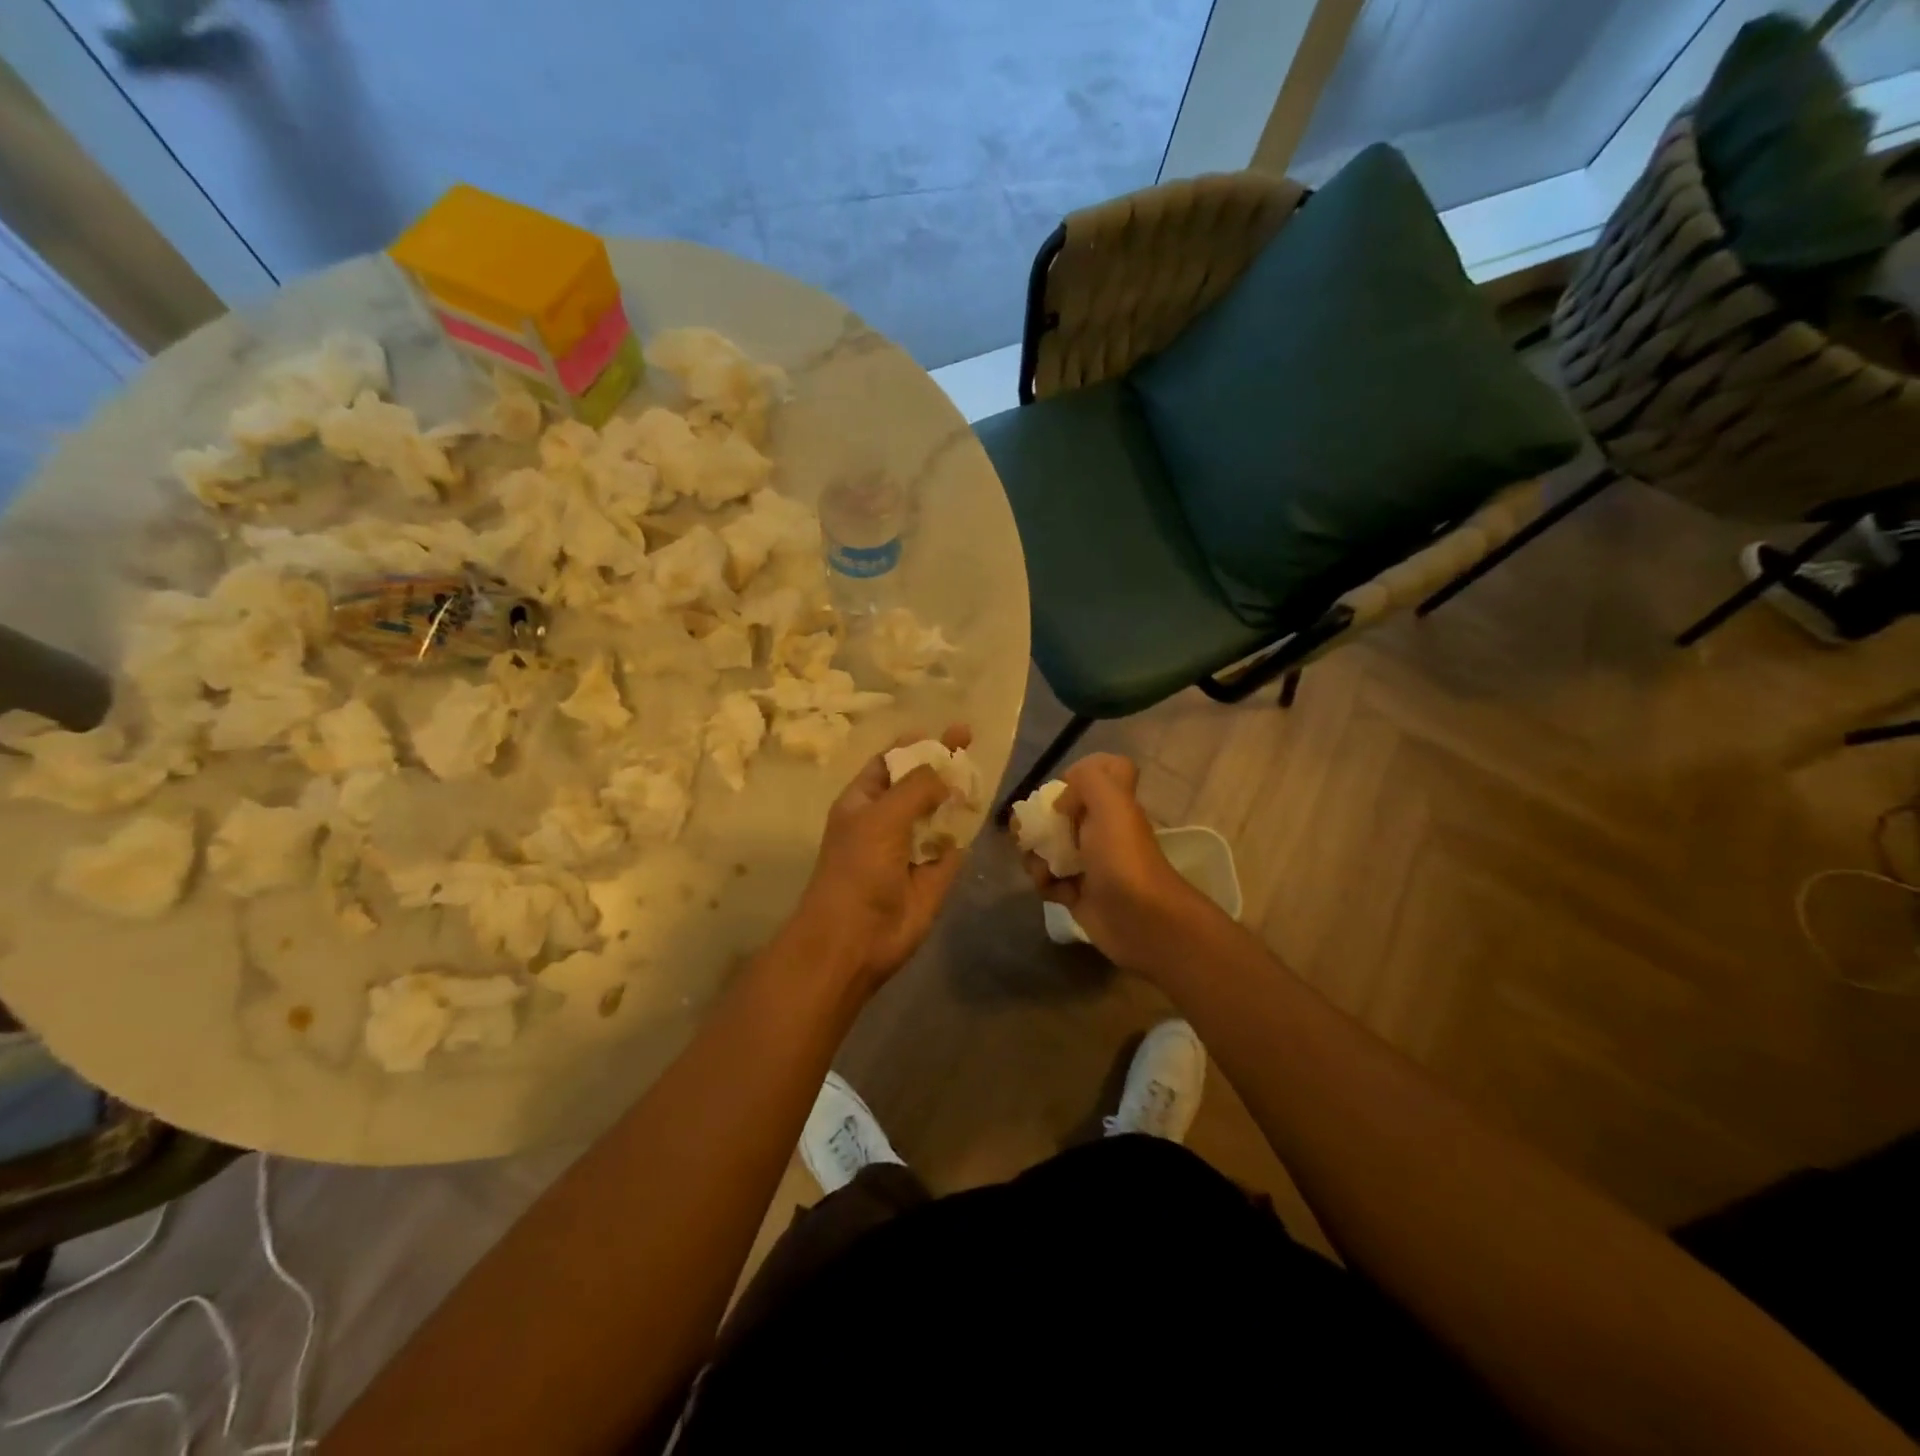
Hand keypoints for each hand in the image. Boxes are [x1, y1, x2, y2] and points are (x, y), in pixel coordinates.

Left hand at [790, 724, 971, 992]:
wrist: (857, 937)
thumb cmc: (859, 868)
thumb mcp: (883, 815)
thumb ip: (917, 787)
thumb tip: (944, 771)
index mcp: (863, 802)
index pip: (889, 763)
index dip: (914, 745)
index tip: (944, 730)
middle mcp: (886, 821)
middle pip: (918, 785)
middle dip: (941, 766)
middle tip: (970, 741)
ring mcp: (910, 849)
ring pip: (938, 815)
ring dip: (956, 798)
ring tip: (979, 777)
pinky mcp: (933, 877)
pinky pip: (952, 848)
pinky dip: (964, 835)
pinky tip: (979, 815)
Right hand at [1021, 753, 1211, 972]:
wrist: (1139, 920)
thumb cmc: (1122, 856)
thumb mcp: (1111, 802)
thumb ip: (1088, 779)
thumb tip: (1060, 800)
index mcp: (1112, 805)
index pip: (1104, 773)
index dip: (1080, 775)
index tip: (1061, 790)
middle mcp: (1101, 830)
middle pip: (1062, 814)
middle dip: (1039, 821)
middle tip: (1027, 833)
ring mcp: (1089, 864)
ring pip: (1050, 848)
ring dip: (1036, 856)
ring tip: (1041, 869)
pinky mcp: (1077, 894)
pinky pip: (1049, 881)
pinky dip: (1044, 884)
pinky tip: (1050, 889)